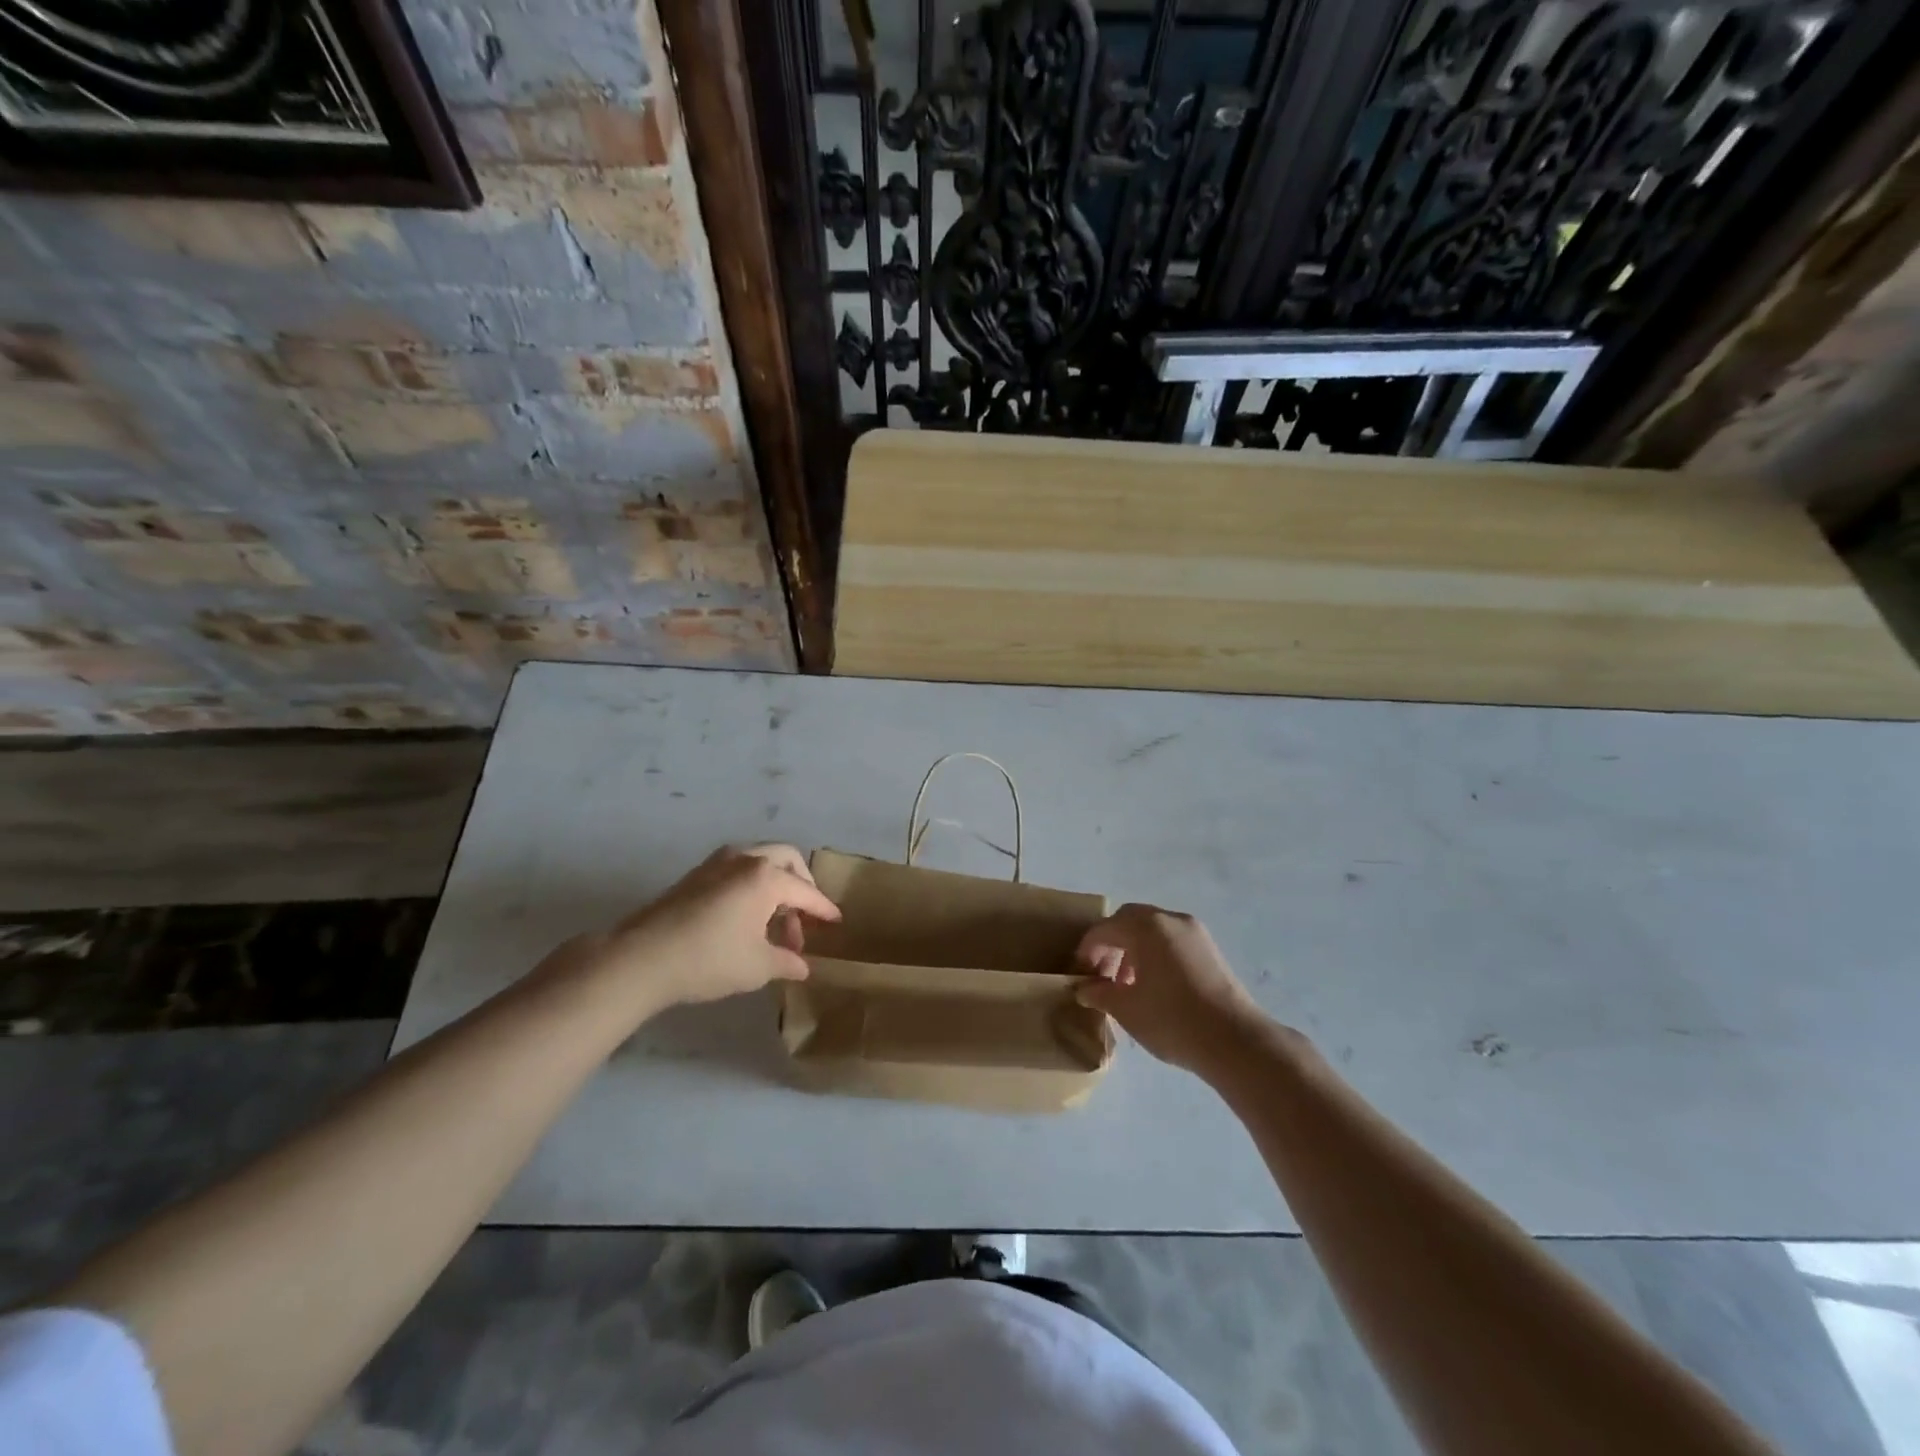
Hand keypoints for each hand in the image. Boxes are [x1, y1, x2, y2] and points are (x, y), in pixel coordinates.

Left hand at [544, 844, 840, 1011]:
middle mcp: (745, 859)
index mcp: (766, 877)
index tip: (836, 920)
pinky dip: (752, 885)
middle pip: (786, 859)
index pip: (806, 891)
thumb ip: (786, 962)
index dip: (823, 908)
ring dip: (775, 884)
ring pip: (759, 861)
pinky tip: (747, 918)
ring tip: (774, 923)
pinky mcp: (695, 875)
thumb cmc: (709, 959)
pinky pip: (737, 869)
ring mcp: (716, 863)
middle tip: (804, 915)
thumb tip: (802, 966)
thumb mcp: (757, 967)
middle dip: (801, 884)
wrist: (642, 958)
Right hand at [1075, 904, 1266, 1076]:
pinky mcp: (1210, 949)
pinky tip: (1152, 985)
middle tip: (1100, 972)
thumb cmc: (1172, 1020)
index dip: (1086, 950)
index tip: (1079, 973)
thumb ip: (1099, 993)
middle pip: (1130, 920)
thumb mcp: (1127, 1009)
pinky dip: (1155, 953)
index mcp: (1146, 927)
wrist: (1235, 1041)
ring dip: (1133, 948)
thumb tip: (1084, 989)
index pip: (1105, 929)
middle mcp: (1170, 919)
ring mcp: (1194, 932)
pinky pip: (1172, 940)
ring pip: (1152, 929)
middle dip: (1110, 942)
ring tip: (1125, 983)